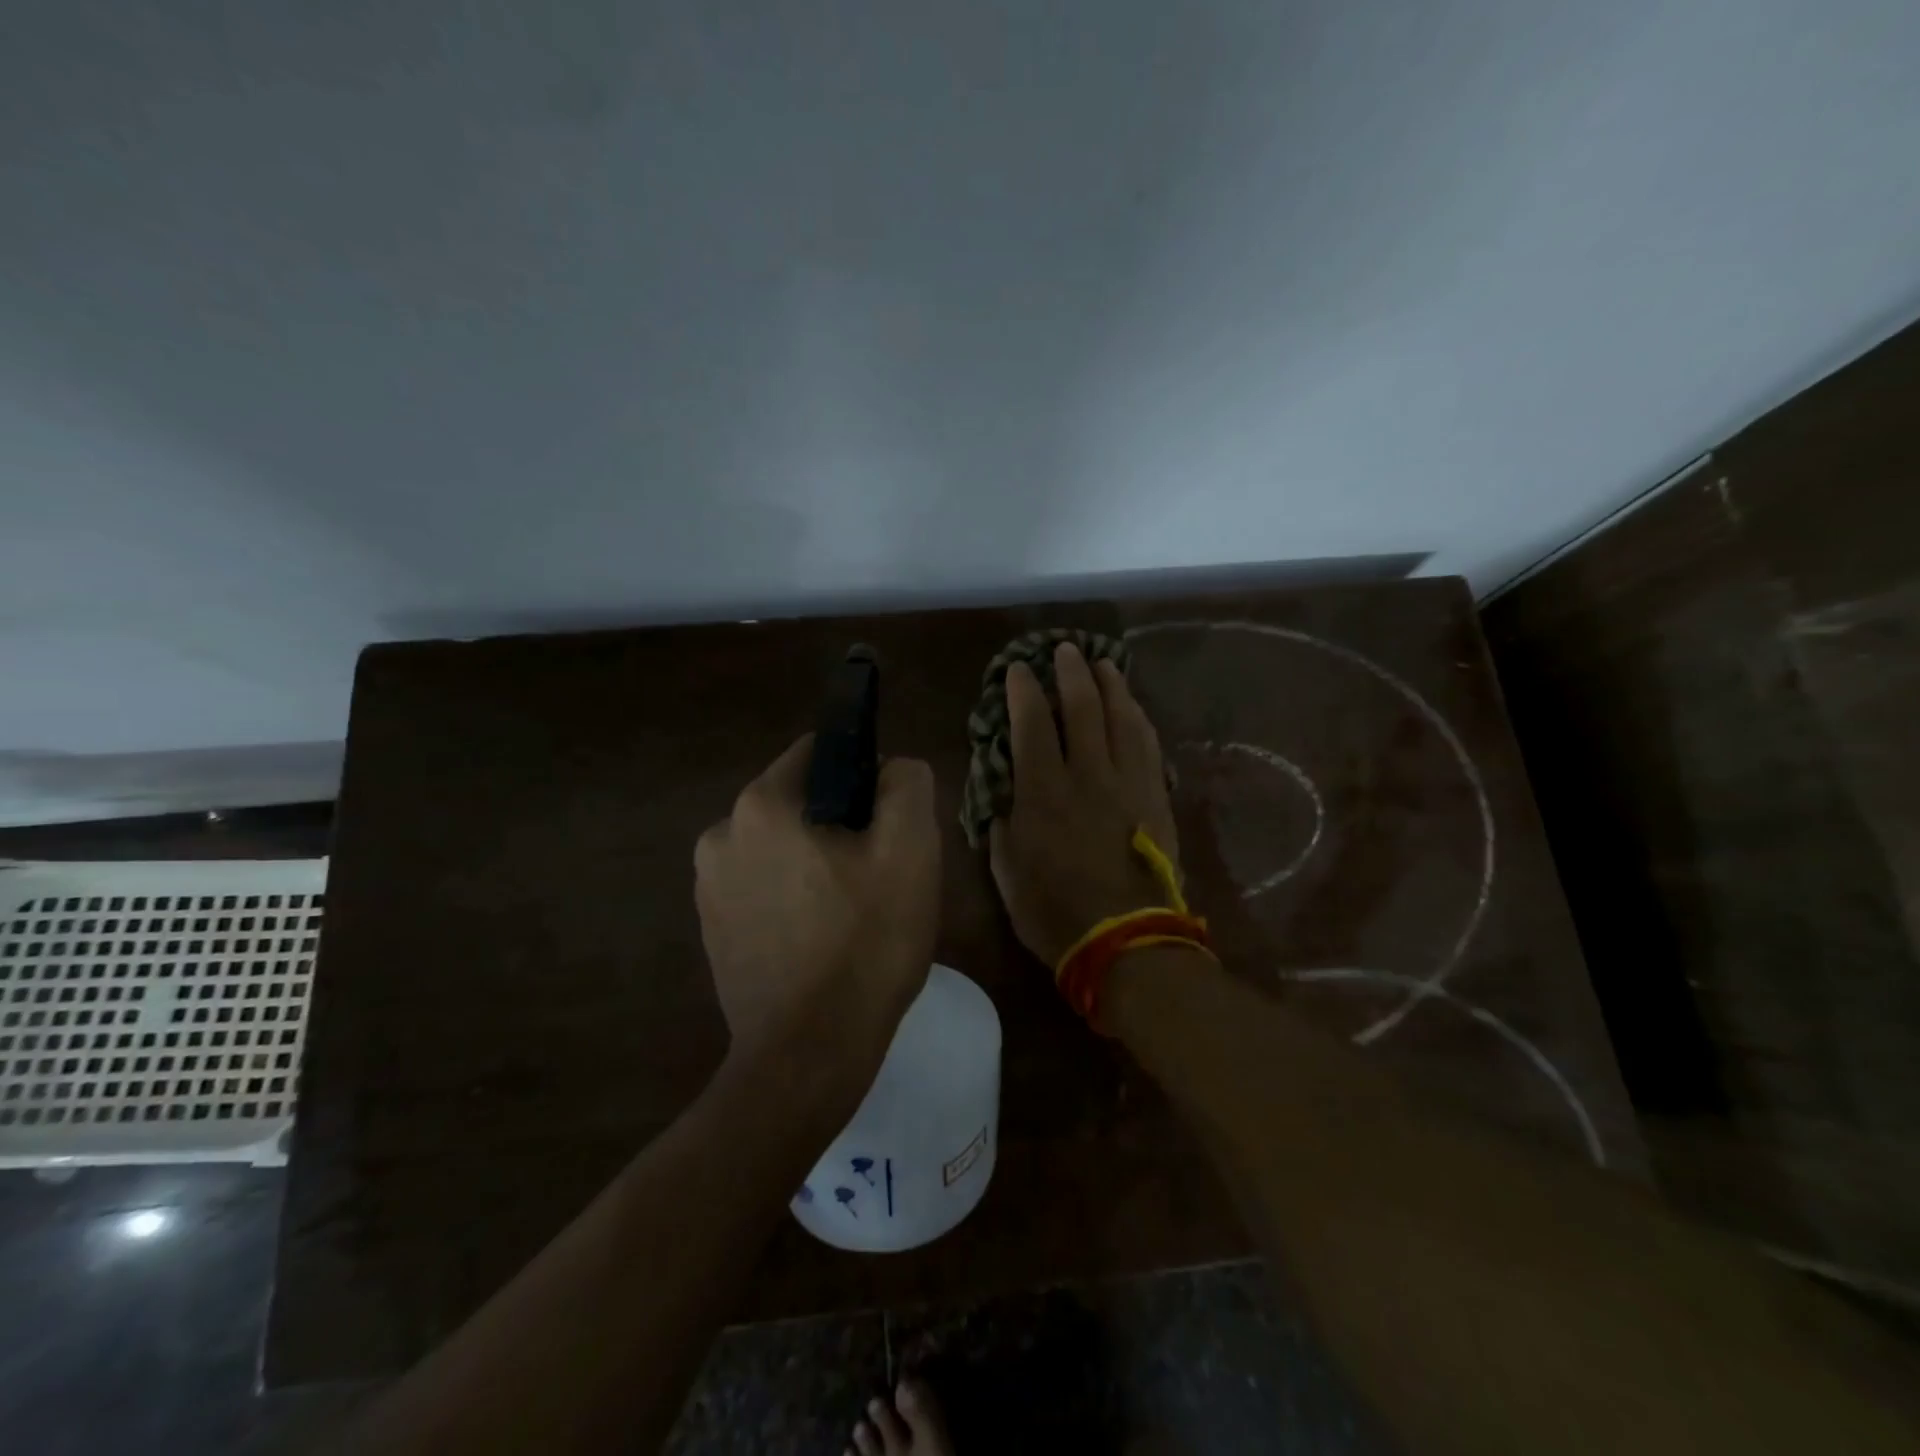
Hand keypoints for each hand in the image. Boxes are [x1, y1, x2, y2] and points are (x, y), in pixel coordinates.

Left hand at [694, 736, 940, 1094]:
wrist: (808, 1057)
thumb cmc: (865, 944)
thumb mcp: (911, 850)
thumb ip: (906, 784)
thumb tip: (890, 770)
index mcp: (760, 806)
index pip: (820, 752)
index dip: (865, 776)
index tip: (889, 823)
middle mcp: (720, 835)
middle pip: (801, 802)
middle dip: (842, 825)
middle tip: (880, 876)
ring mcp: (708, 887)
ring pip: (783, 847)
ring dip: (819, 864)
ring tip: (855, 914)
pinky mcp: (712, 931)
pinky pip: (764, 888)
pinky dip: (795, 898)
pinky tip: (823, 941)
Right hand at [989, 643, 1179, 967]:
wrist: (1126, 941)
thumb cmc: (1054, 912)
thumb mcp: (1007, 871)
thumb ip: (1003, 823)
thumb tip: (1005, 792)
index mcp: (1043, 792)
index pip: (1033, 724)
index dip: (1024, 691)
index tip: (1018, 670)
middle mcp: (1088, 775)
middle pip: (1083, 708)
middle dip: (1071, 672)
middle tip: (1066, 649)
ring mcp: (1128, 784)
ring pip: (1122, 719)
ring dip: (1111, 686)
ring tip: (1103, 664)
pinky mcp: (1156, 798)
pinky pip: (1149, 746)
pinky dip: (1139, 719)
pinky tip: (1134, 708)